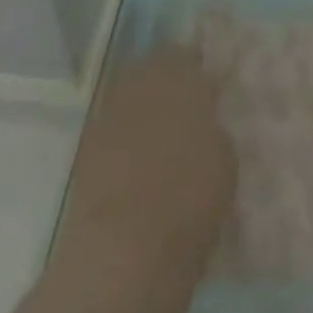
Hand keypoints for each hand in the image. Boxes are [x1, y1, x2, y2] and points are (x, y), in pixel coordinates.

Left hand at [48, 46, 235, 312]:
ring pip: (130, 92)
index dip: (196, 68)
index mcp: (182, 81)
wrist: (123, 257)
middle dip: (168, 80)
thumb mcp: (225, 164)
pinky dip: (124, 133)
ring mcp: (110, 112)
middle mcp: (142, 85)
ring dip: (144, 105)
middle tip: (185, 106)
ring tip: (160, 132)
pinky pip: (112, 124)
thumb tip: (204, 124)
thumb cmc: (189, 207)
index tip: (207, 85)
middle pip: (154, 67)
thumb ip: (213, 131)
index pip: (187, 55)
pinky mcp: (86, 146)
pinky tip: (135, 157)